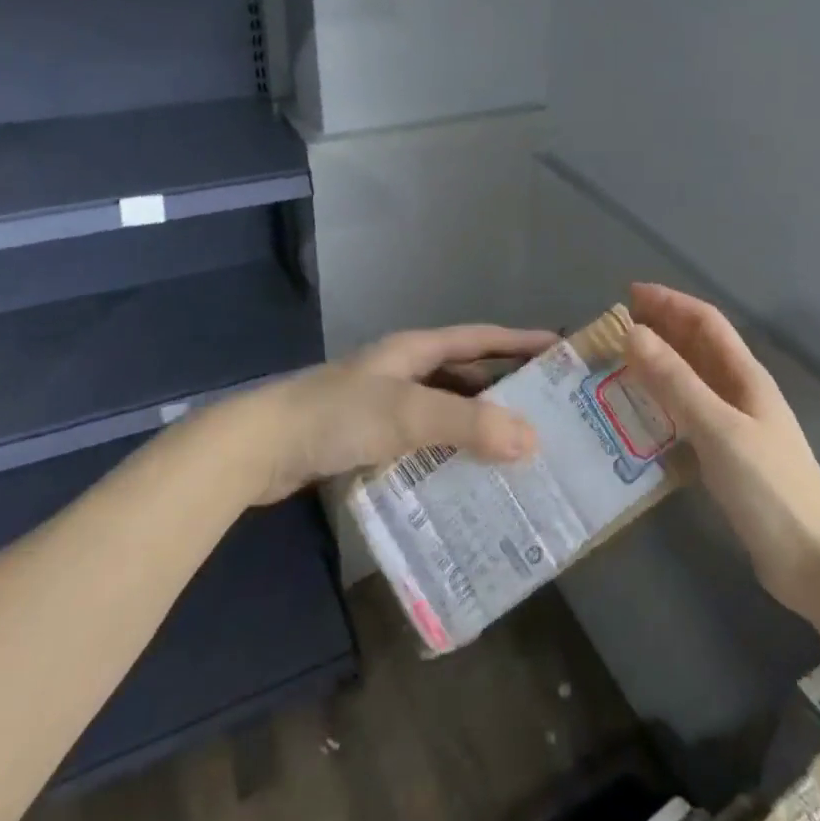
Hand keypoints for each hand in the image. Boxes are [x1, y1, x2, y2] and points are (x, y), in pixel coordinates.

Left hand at [238, 324, 553, 504]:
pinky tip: (468, 481)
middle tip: (550, 416)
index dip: (521, 342)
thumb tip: (532, 439)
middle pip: (467, 377)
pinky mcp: (369, 440)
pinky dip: (448, 456)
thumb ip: (467, 423)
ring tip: (520, 454)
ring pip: (446, 413)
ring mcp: (385, 407)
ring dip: (478, 429)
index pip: (481, 339)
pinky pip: (424, 443)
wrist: (258, 449)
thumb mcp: (407, 413)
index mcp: (416, 351)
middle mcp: (405, 372)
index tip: (561, 352)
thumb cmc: (336, 416)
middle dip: (507, 393)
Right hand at [624, 283, 819, 622]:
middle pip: (698, 347)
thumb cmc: (769, 487)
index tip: (630, 294)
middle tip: (616, 329)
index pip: (706, 322)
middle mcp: (741, 393)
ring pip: (692, 381)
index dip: (670, 302)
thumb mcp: (718, 428)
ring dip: (659, 366)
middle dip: (661, 329)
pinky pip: (688, 415)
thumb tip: (634, 333)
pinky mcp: (727, 456)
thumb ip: (676, 382)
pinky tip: (640, 416)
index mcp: (746, 376)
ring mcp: (736, 425)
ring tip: (619, 366)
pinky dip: (663, 404)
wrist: (814, 560)